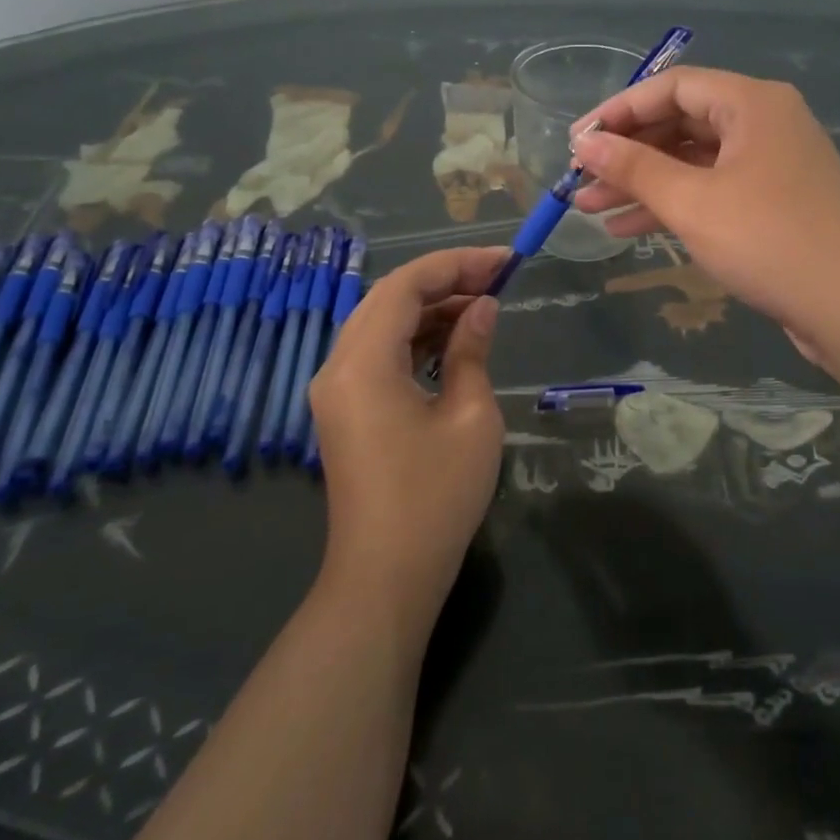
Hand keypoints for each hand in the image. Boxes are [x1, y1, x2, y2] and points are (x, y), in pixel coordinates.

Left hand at [307, 248, 506, 630]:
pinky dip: (415, 338)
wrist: (386, 577)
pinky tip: (454, 338)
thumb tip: (483, 308)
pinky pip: (378, 354)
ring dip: (431, 308)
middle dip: (444, 280)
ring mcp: (336, 389)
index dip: (456, 264)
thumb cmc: (435, 496)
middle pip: (388, 298)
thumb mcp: (470, 416)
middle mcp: (338, 366)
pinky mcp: (345, 410)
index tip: (503, 261)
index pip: (405, 284)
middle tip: (497, 278)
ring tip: (484, 304)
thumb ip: (472, 350)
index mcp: (363, 362)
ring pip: (382, 323)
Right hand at [571, 68, 839, 371]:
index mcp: (752, 103)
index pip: (672, 87)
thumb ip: (635, 167)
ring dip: (644, 183)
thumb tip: (586, 143)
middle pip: (682, 123)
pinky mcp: (775, 203)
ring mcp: (772, 164)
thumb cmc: (769, 241)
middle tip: (580, 180)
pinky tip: (630, 228)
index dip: (619, 111)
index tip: (578, 142)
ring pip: (694, 162)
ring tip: (590, 209)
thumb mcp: (691, 202)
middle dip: (628, 154)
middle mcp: (765, 123)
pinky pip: (713, 190)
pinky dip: (674, 205)